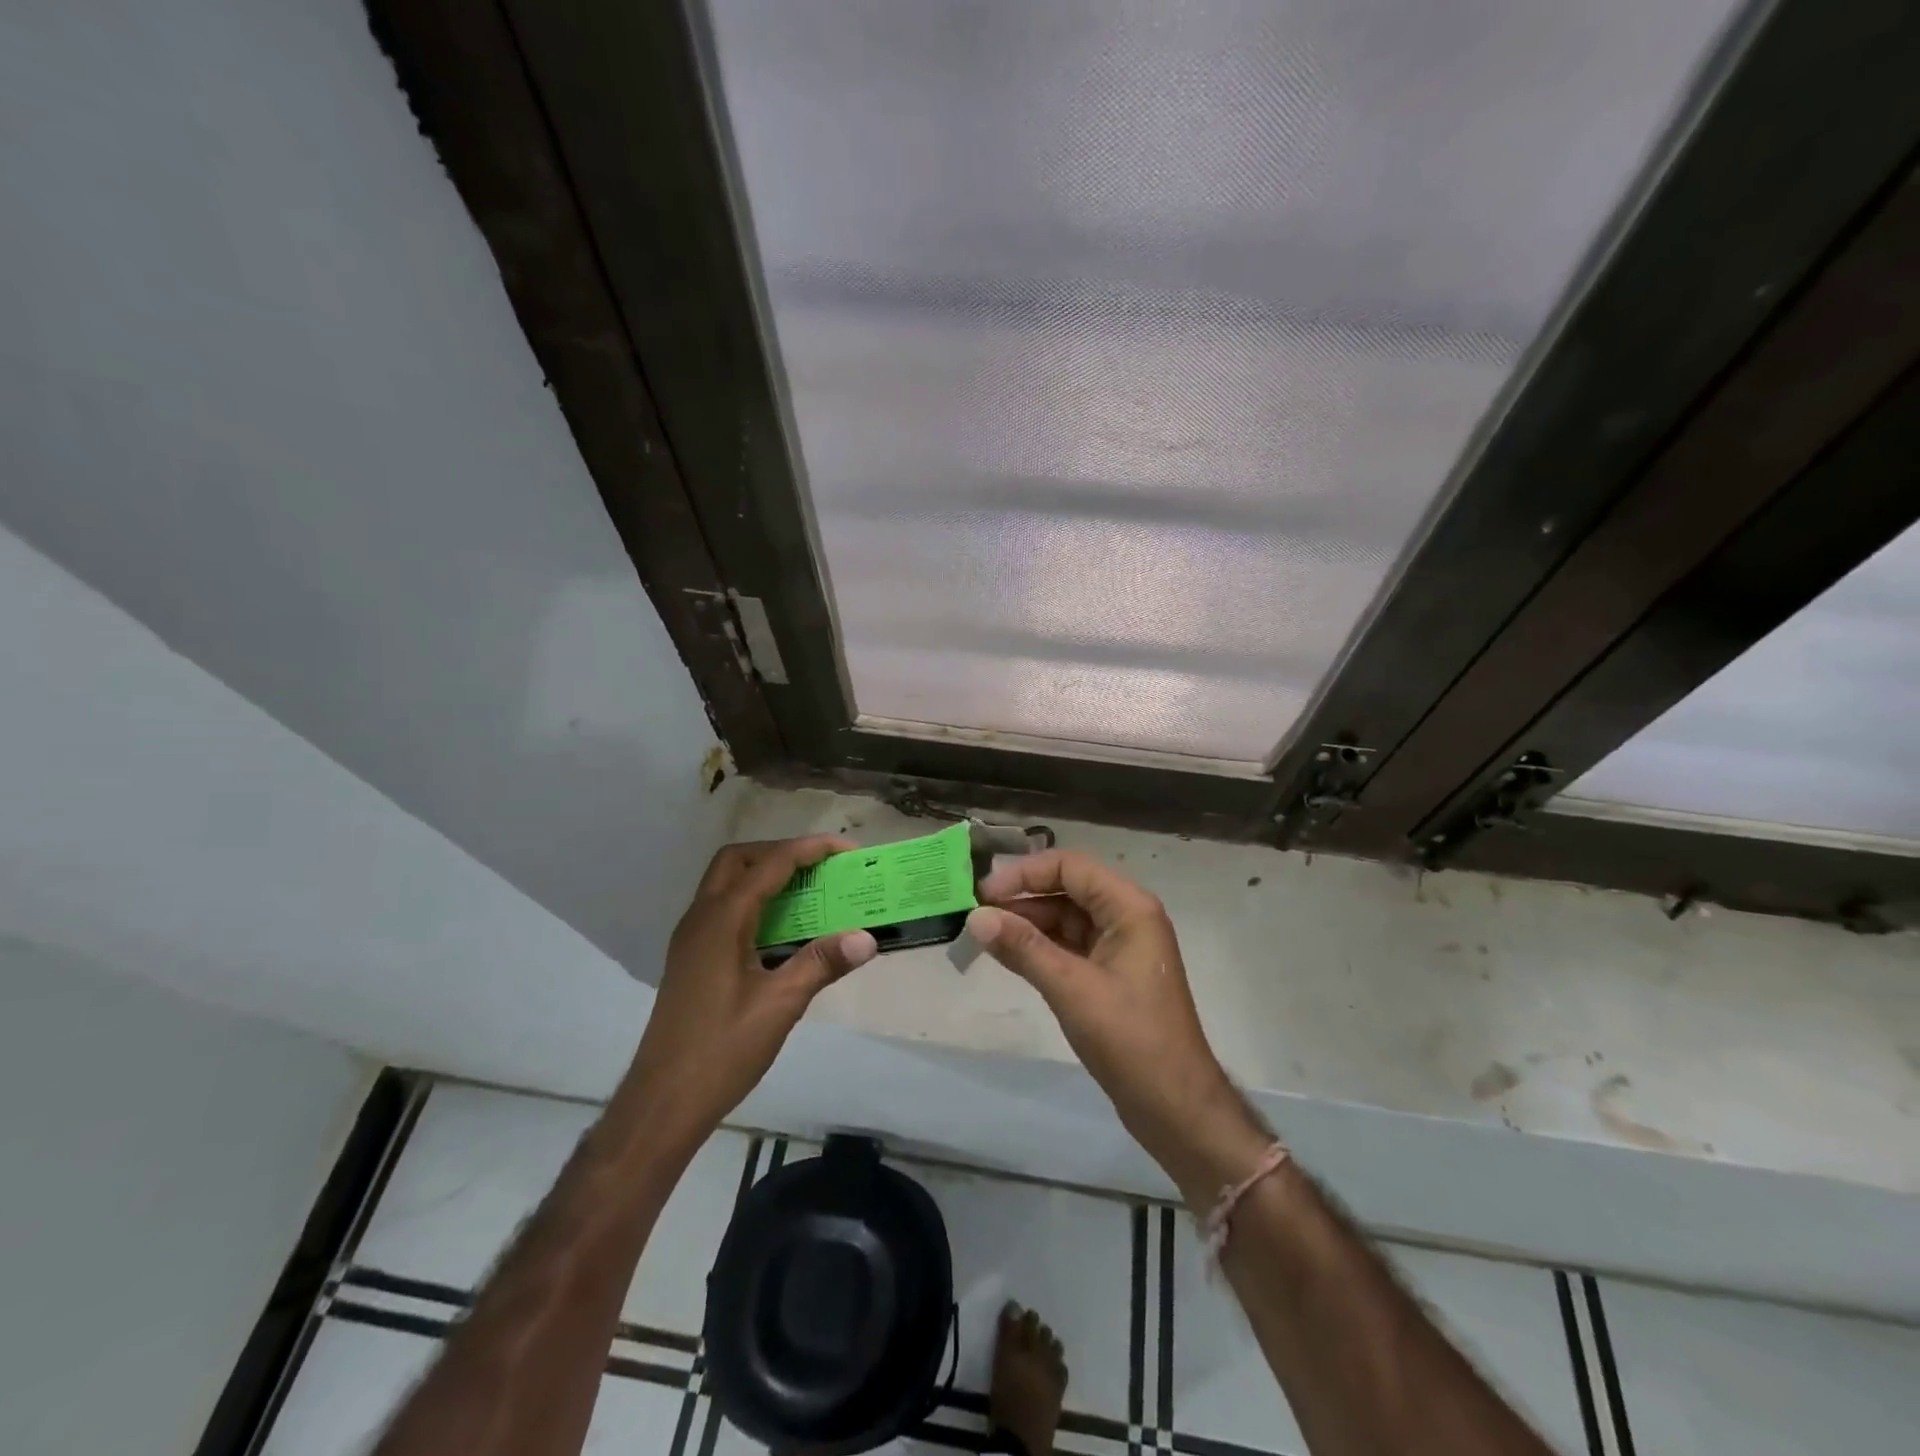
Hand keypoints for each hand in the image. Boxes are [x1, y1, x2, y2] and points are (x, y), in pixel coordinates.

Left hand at [626, 836, 877, 1148]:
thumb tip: (867, 937)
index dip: (810, 849)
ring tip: (808, 892)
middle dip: (781, 852)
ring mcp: (691, 938)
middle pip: (739, 860)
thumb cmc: (722, 1051)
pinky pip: (724, 909)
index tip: (847, 849)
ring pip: (727, 883)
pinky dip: (754, 901)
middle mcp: (701, 918)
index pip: (771, 864)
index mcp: (722, 920)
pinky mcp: (691, 958)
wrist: (663, 1102)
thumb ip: (822, 963)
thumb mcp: (780, 1005)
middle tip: (820, 868)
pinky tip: (781, 931)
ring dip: (766, 875)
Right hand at [966, 851, 1269, 1204]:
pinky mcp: (1110, 973)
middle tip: (976, 913)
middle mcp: (1127, 917)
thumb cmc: (1130, 1039)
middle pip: (1067, 889)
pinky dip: (1039, 947)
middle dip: (1022, 898)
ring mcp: (1120, 946)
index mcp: (1129, 907)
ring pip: (1065, 918)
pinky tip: (1008, 954)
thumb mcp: (1071, 988)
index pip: (1070, 867)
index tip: (983, 893)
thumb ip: (1023, 948)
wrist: (1175, 1106)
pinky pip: (1069, 945)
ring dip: (1027, 923)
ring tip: (983, 933)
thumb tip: (975, 917)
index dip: (1025, 874)